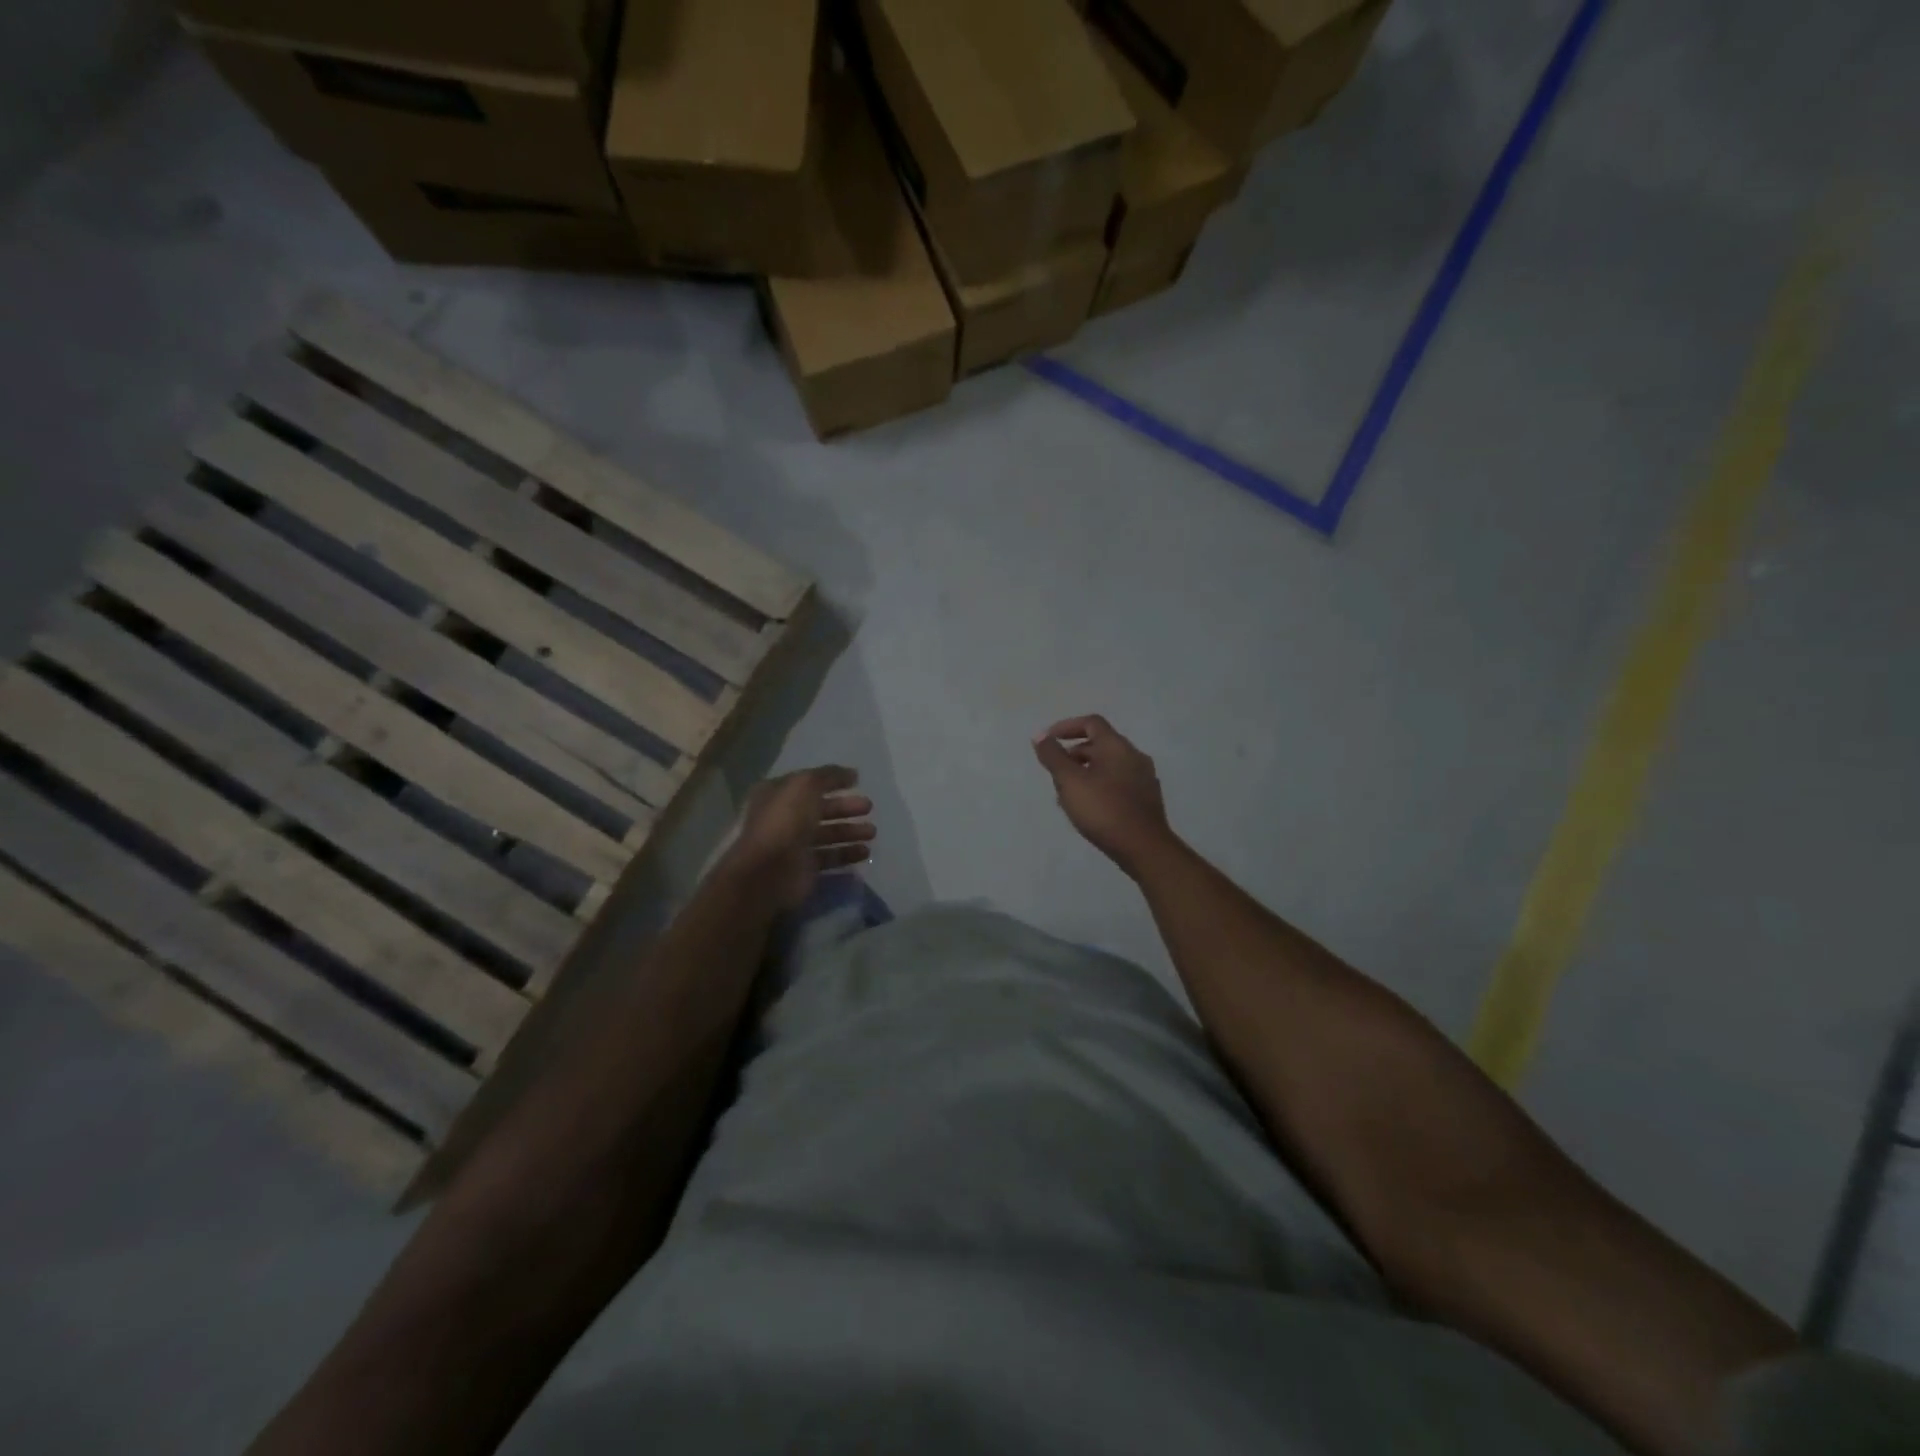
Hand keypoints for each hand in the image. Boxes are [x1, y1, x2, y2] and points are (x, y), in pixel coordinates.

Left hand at [719, 766, 874, 909]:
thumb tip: (852, 773)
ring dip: (850, 832)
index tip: (857, 781)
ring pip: (827, 834)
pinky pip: (829, 858)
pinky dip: (847, 855)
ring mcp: (794, 845)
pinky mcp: (804, 869)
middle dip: (845, 808)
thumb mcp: (805, 785)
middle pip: (820, 810)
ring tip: (871, 832)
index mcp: (777, 794)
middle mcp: (784, 818)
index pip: (808, 784)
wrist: (769, 871)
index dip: (832, 781)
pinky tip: (864, 852)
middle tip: (869, 807)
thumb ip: (829, 775)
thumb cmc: (785, 821)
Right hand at [1033, 716, 1175, 874]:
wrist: (1144, 848)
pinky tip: (1088, 808)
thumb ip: (1053, 756)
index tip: (1048, 741)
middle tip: (1055, 772)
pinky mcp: (1146, 799)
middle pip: (1100, 744)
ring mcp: (1144, 778)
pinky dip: (1099, 786)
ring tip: (1066, 794)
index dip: (1066, 727)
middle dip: (1074, 754)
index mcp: (1117, 746)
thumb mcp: (1070, 781)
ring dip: (1085, 772)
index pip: (1091, 723)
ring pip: (1108, 766)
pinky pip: (1118, 783)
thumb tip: (1040, 735)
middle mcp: (1134, 756)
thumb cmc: (1103, 810)